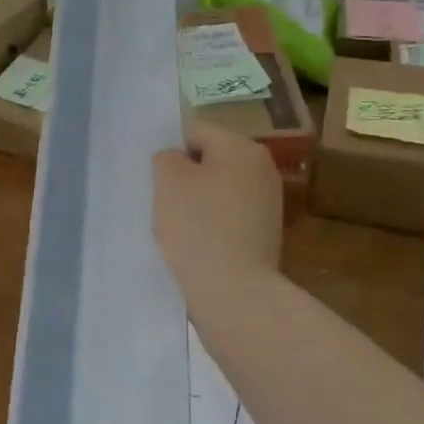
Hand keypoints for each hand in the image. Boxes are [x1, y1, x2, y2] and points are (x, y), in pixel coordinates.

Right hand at [152, 119, 282, 298]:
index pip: (194, 131)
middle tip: (163, 200)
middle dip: (185, 175)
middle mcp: (262, 167)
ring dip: (197, 200)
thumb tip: (176, 159)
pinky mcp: (265, 231)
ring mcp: (268, 201)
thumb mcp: (169, 181)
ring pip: (218, 187)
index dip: (170, 150)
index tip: (155, 178)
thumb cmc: (198, 227)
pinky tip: (197, 241)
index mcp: (241, 147)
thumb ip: (166, 157)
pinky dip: (211, 221)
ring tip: (179, 225)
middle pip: (210, 158)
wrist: (235, 292)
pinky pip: (228, 213)